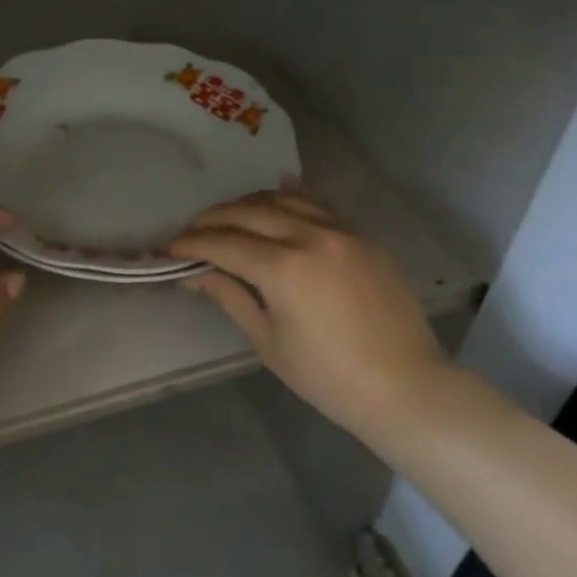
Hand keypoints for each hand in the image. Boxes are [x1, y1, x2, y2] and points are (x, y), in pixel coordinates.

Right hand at [169, 186, 450, 447]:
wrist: (405, 386)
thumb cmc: (328, 377)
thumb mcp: (269, 341)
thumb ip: (230, 297)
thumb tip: (194, 274)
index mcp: (283, 269)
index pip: (224, 243)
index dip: (192, 243)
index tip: (171, 248)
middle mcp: (310, 237)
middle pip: (248, 213)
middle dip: (213, 219)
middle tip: (192, 231)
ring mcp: (341, 231)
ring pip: (283, 200)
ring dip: (248, 204)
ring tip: (229, 217)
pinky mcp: (362, 236)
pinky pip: (320, 204)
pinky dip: (292, 196)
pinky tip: (278, 191)